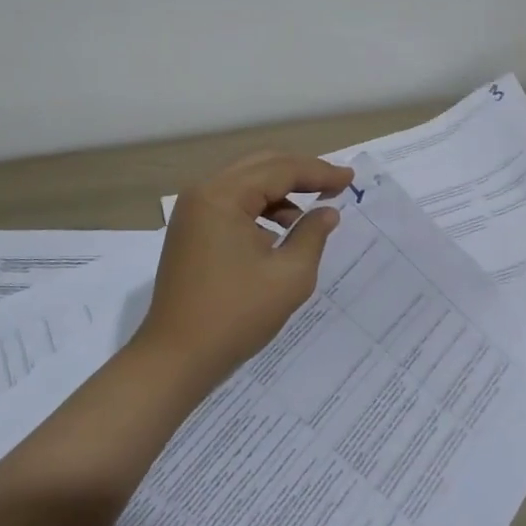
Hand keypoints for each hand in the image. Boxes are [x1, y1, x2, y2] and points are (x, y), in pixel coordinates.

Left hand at [134, 152, 355, 388]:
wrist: (175, 359)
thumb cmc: (235, 316)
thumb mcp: (288, 276)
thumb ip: (312, 235)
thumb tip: (327, 212)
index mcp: (223, 196)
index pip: (280, 170)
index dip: (319, 172)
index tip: (350, 179)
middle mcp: (203, 192)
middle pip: (260, 167)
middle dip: (300, 173)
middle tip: (336, 184)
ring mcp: (192, 211)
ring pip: (245, 183)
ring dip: (280, 192)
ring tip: (310, 215)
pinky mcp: (190, 230)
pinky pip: (232, 204)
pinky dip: (259, 209)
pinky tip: (280, 232)